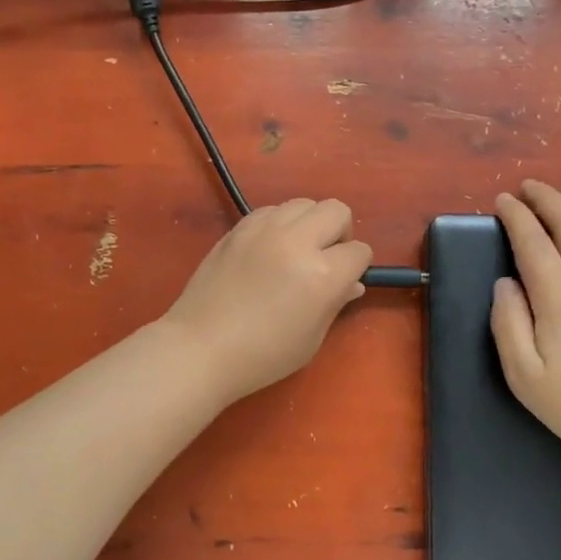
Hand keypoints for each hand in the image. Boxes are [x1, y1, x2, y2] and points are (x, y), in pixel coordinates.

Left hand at [159, 199, 373, 404]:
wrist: (201, 347)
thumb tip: (352, 283)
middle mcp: (296, 242)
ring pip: (303, 203)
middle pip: (336, 210)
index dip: (356, 267)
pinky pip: (272, 210)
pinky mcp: (239, 228)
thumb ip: (335, 303)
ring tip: (295, 251)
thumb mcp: (311, 338)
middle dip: (339, 233)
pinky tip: (269, 249)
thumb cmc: (263, 355)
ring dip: (309, 224)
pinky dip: (279, 223)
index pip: (359, 251)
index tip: (344, 281)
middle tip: (325, 259)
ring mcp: (264, 230)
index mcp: (322, 274)